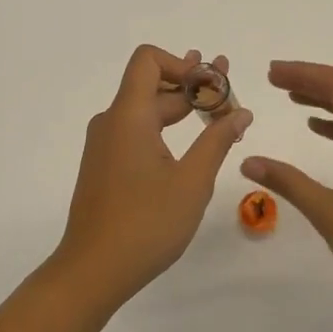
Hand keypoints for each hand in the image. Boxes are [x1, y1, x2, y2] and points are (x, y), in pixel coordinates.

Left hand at [54, 45, 252, 302]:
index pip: (148, 60)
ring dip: (181, 108)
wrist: (92, 271)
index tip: (213, 88)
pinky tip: (191, 145)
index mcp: (128, 116)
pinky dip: (165, 129)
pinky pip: (137, 132)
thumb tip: (240, 112)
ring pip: (145, 111)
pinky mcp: (105, 166)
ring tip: (219, 115)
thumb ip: (217, 140)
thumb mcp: (192, 182)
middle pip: (152, 85)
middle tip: (231, 96)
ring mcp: (105, 145)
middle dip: (193, 86)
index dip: (183, 64)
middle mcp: (111, 122)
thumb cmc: (146, 224)